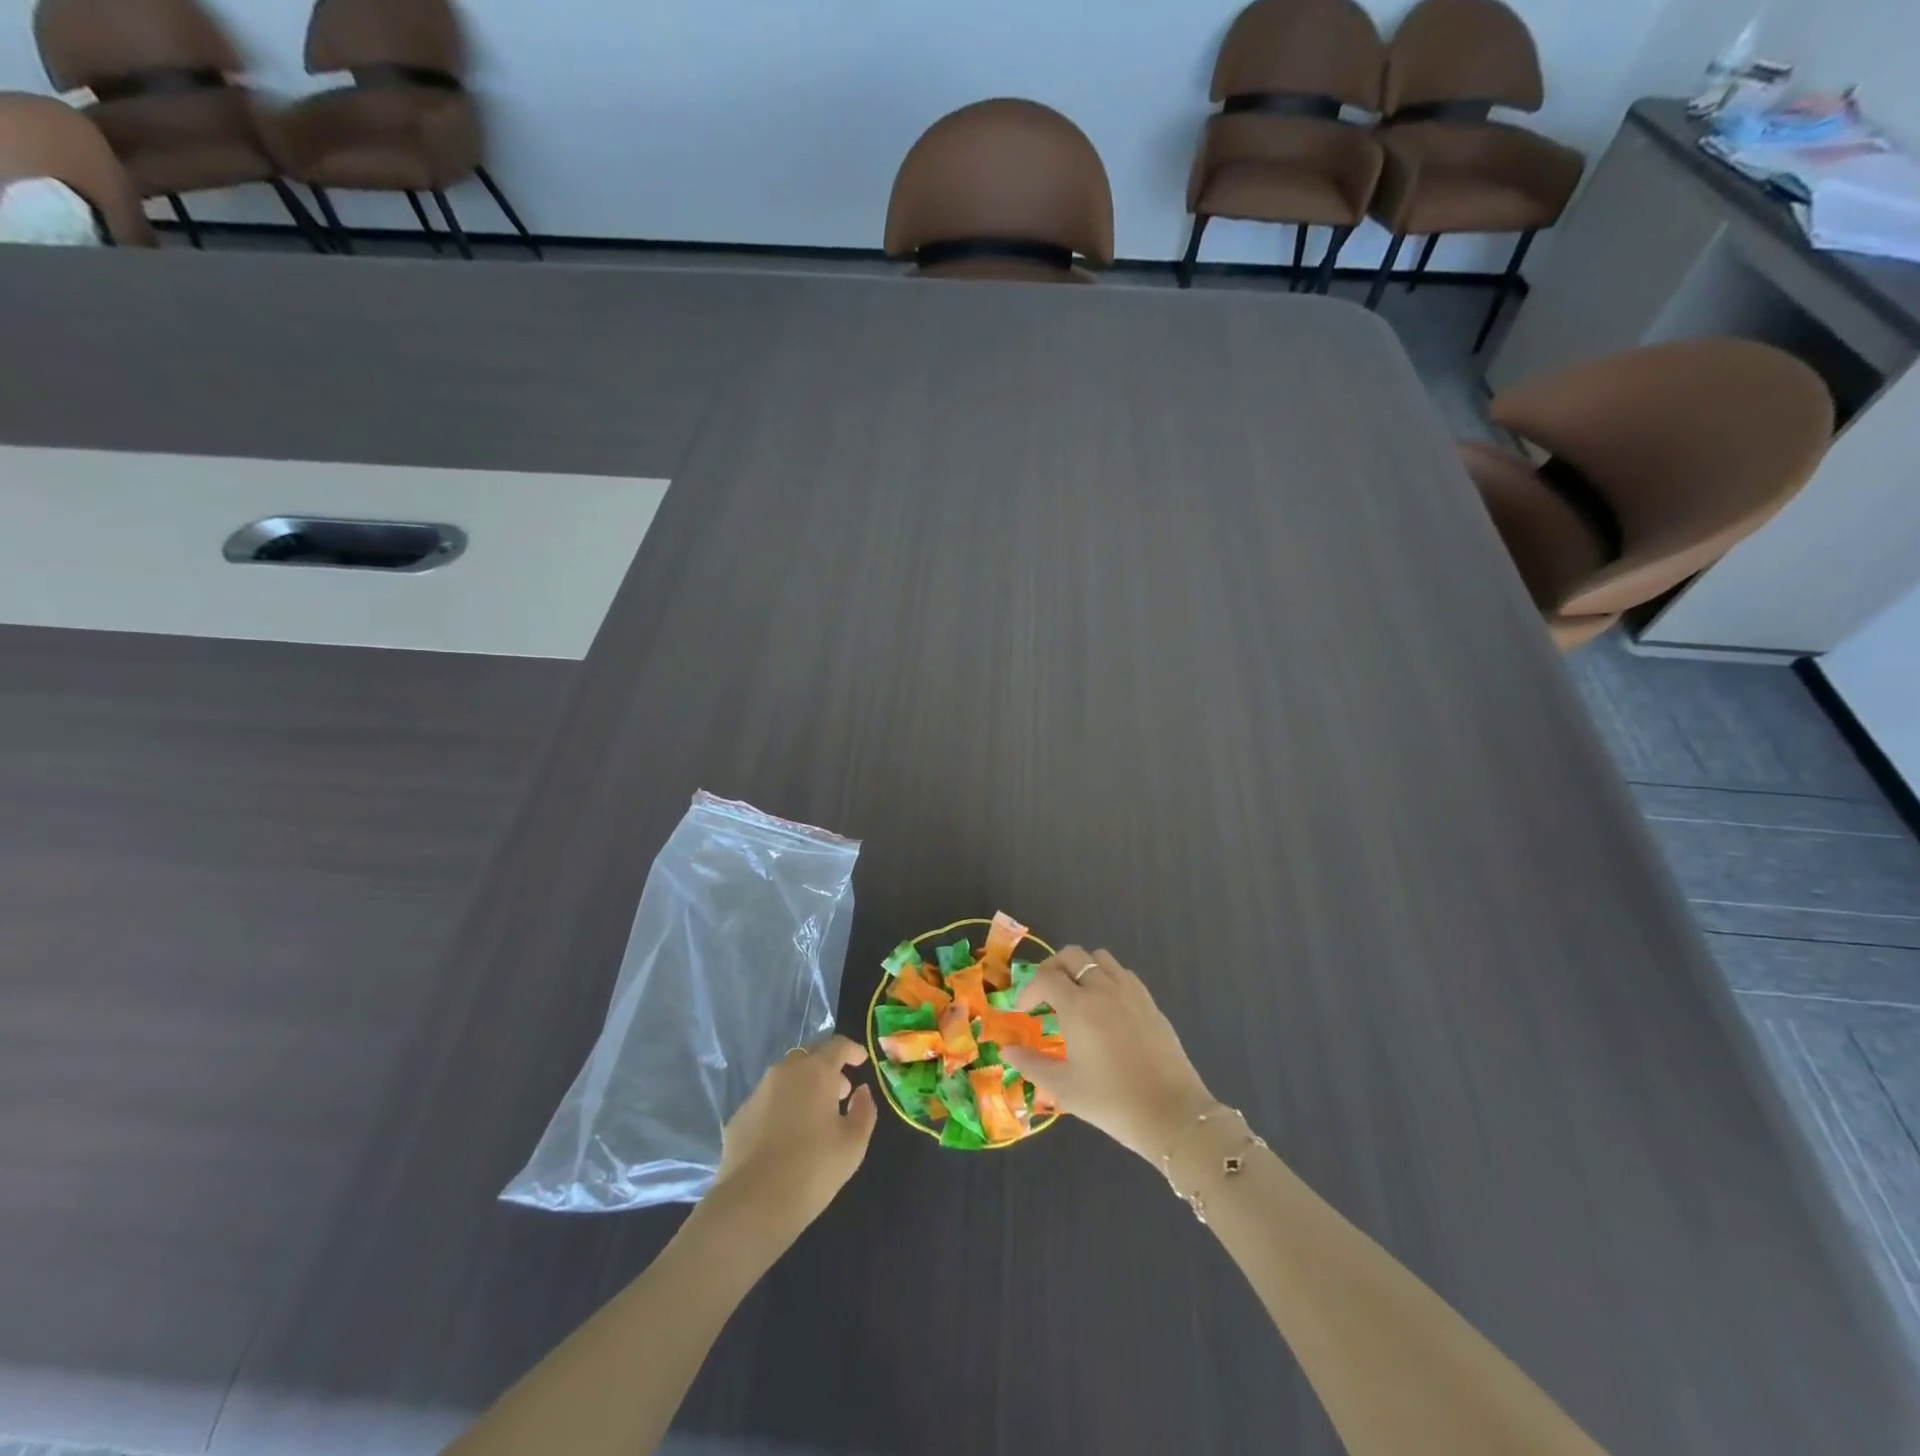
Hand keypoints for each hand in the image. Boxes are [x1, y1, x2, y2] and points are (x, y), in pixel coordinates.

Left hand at [710, 1034, 876, 1233]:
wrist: (751, 1205)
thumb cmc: (812, 1170)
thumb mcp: (854, 1144)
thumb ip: (864, 1110)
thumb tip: (861, 1092)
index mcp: (816, 1072)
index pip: (837, 1045)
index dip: (852, 1050)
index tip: (861, 1060)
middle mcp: (785, 1072)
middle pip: (809, 1055)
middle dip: (827, 1067)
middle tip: (840, 1092)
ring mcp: (758, 1092)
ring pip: (786, 1076)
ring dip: (803, 1085)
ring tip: (814, 1115)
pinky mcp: (739, 1116)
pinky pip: (767, 1100)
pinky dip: (781, 1106)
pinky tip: (786, 1135)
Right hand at [1002, 947, 1215, 1164]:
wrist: (1171, 1114)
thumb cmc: (1111, 1102)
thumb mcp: (1063, 1088)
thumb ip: (1031, 1064)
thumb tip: (1007, 1049)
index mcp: (1078, 1006)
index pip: (1045, 977)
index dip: (1029, 989)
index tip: (1025, 1010)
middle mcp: (1103, 989)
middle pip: (1072, 955)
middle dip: (1052, 968)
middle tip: (1045, 994)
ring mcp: (1131, 992)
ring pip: (1100, 957)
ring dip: (1082, 968)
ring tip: (1076, 995)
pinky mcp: (1150, 1002)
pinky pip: (1123, 973)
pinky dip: (1107, 978)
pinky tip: (1106, 1006)